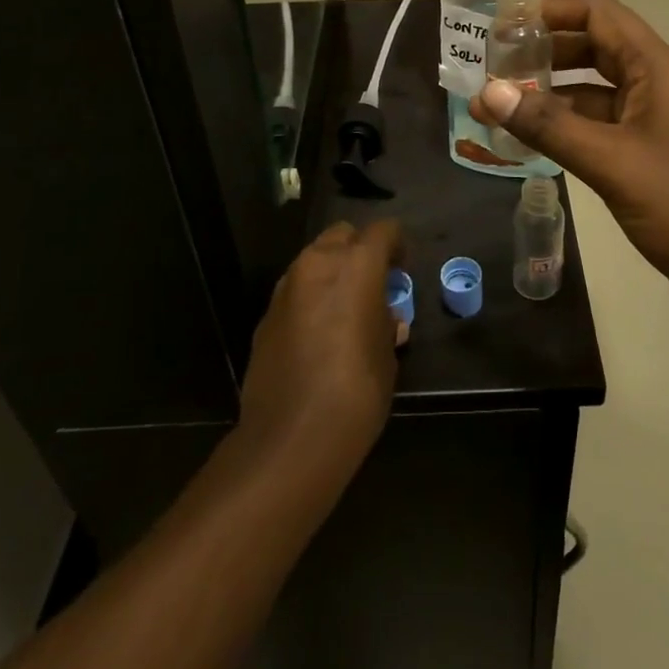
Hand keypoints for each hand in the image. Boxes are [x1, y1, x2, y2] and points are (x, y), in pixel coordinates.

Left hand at [237, 218, 403, 489]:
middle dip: (360, 250)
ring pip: (314, 260)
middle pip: (342, 235)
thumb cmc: (356, 391)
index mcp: (357, 264)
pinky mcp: (266, 315)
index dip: (397, 245)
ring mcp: (286, 287)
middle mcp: (318, 263)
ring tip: (347, 309)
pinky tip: (319, 335)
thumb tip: (384, 319)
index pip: (383, 230)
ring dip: (332, 273)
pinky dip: (310, 299)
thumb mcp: (387, 355)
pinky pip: (295, 292)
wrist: (291, 437)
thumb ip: (385, 324)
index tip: (403, 270)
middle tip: (374, 283)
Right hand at [473, 0, 668, 339]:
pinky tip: (530, 143)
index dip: (549, 9)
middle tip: (490, 67)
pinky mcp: (650, 159)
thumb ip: (549, 127)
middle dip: (542, 52)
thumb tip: (487, 91)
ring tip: (498, 105)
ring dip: (549, 93)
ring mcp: (655, 123)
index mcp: (657, 69)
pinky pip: (599, 128)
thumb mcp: (614, 164)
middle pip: (592, 47)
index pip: (598, 12)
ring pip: (593, 91)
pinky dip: (565, 129)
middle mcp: (656, 85)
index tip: (501, 25)